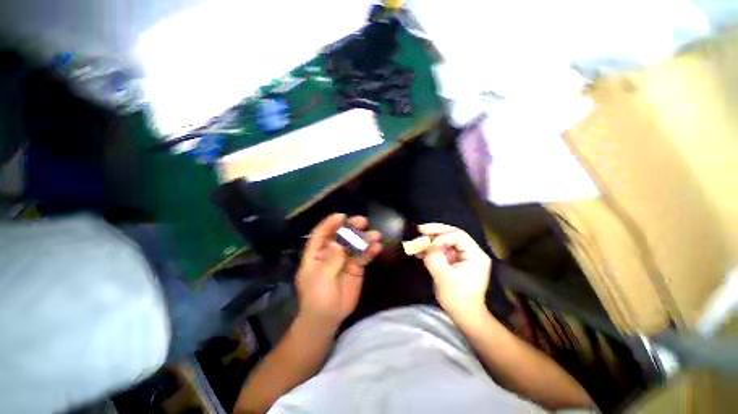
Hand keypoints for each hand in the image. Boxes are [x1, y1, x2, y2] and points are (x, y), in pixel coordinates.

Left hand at [295, 213, 381, 327]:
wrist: (328, 319)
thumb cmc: (317, 298)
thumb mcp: (321, 278)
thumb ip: (331, 260)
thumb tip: (338, 243)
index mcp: (316, 254)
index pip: (321, 234)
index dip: (330, 224)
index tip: (341, 216)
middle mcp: (331, 253)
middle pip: (340, 236)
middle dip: (350, 227)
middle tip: (362, 221)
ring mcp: (344, 259)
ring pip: (354, 245)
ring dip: (364, 238)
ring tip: (375, 235)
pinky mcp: (356, 267)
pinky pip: (363, 256)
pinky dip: (370, 251)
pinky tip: (377, 247)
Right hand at [418, 223, 490, 320]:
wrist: (465, 315)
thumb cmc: (458, 299)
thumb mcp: (444, 278)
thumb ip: (435, 259)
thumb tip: (426, 245)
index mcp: (475, 255)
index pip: (458, 236)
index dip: (441, 237)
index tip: (428, 245)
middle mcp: (472, 252)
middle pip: (453, 234)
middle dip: (436, 231)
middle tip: (420, 229)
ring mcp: (465, 256)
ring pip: (447, 240)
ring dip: (432, 239)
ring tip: (418, 238)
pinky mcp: (457, 261)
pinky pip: (444, 249)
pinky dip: (433, 248)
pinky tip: (421, 250)